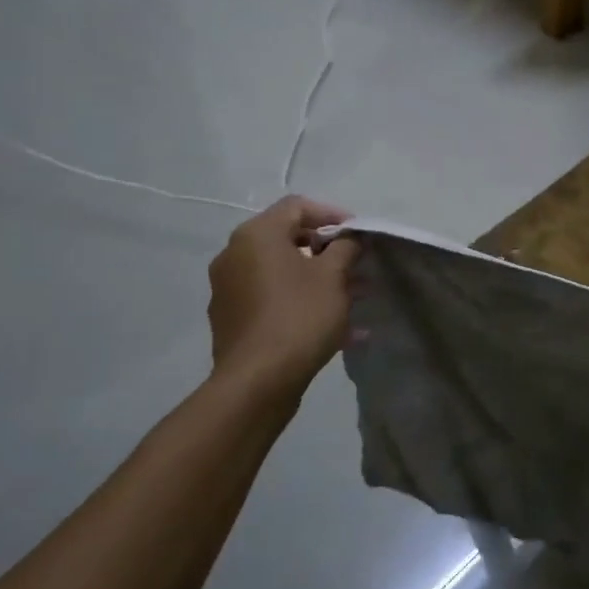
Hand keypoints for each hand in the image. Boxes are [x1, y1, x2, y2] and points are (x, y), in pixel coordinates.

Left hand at [206, 197, 358, 393]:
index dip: (333, 214)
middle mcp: (234, 254)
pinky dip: (301, 302)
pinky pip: (272, 299)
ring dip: (318, 279)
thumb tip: (349, 239)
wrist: (257, 382)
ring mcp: (228, 288)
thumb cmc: (299, 317)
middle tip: (358, 266)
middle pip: (288, 239)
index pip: (297, 206)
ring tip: (355, 299)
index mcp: (256, 235)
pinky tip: (335, 328)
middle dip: (328, 251)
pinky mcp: (231, 319)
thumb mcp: (333, 277)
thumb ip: (345, 248)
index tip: (359, 234)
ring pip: (282, 272)